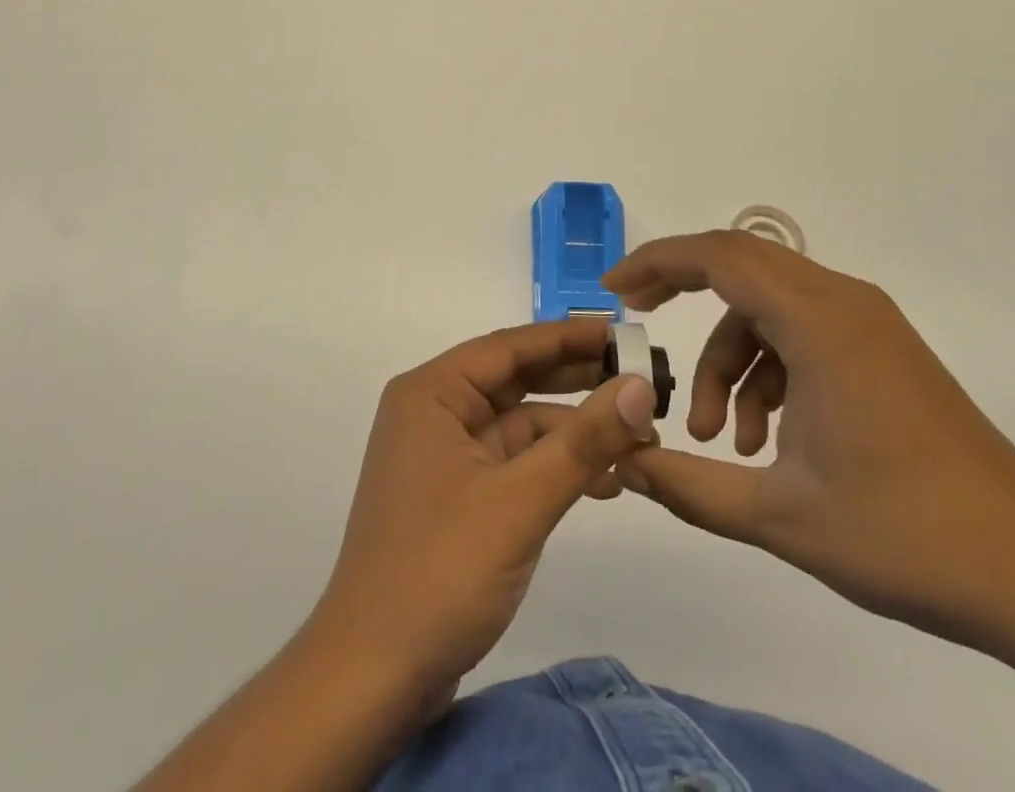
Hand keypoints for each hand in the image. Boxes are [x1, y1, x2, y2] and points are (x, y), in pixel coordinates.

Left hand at [306, 319, 658, 698]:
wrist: (371, 680)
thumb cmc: (439, 572)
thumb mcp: (520, 501)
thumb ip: (583, 442)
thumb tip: (641, 387)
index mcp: (432, 393)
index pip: (509, 347)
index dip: (570, 336)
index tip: (626, 334)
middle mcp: (434, 412)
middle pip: (516, 380)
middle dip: (577, 381)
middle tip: (643, 380)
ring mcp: (445, 456)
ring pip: (520, 424)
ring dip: (574, 431)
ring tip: (638, 436)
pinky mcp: (457, 496)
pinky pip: (514, 462)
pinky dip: (555, 467)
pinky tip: (604, 481)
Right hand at [606, 230, 1014, 657]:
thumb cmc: (905, 537)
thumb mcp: (777, 516)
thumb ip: (685, 485)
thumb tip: (620, 462)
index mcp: (819, 322)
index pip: (719, 256)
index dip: (657, 263)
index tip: (614, 292)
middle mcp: (844, 303)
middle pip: (741, 265)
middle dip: (682, 291)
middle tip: (639, 324)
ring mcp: (869, 324)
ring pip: (769, 308)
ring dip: (731, 359)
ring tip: (722, 441)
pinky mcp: (883, 351)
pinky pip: (802, 332)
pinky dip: (769, 369)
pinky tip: (768, 440)